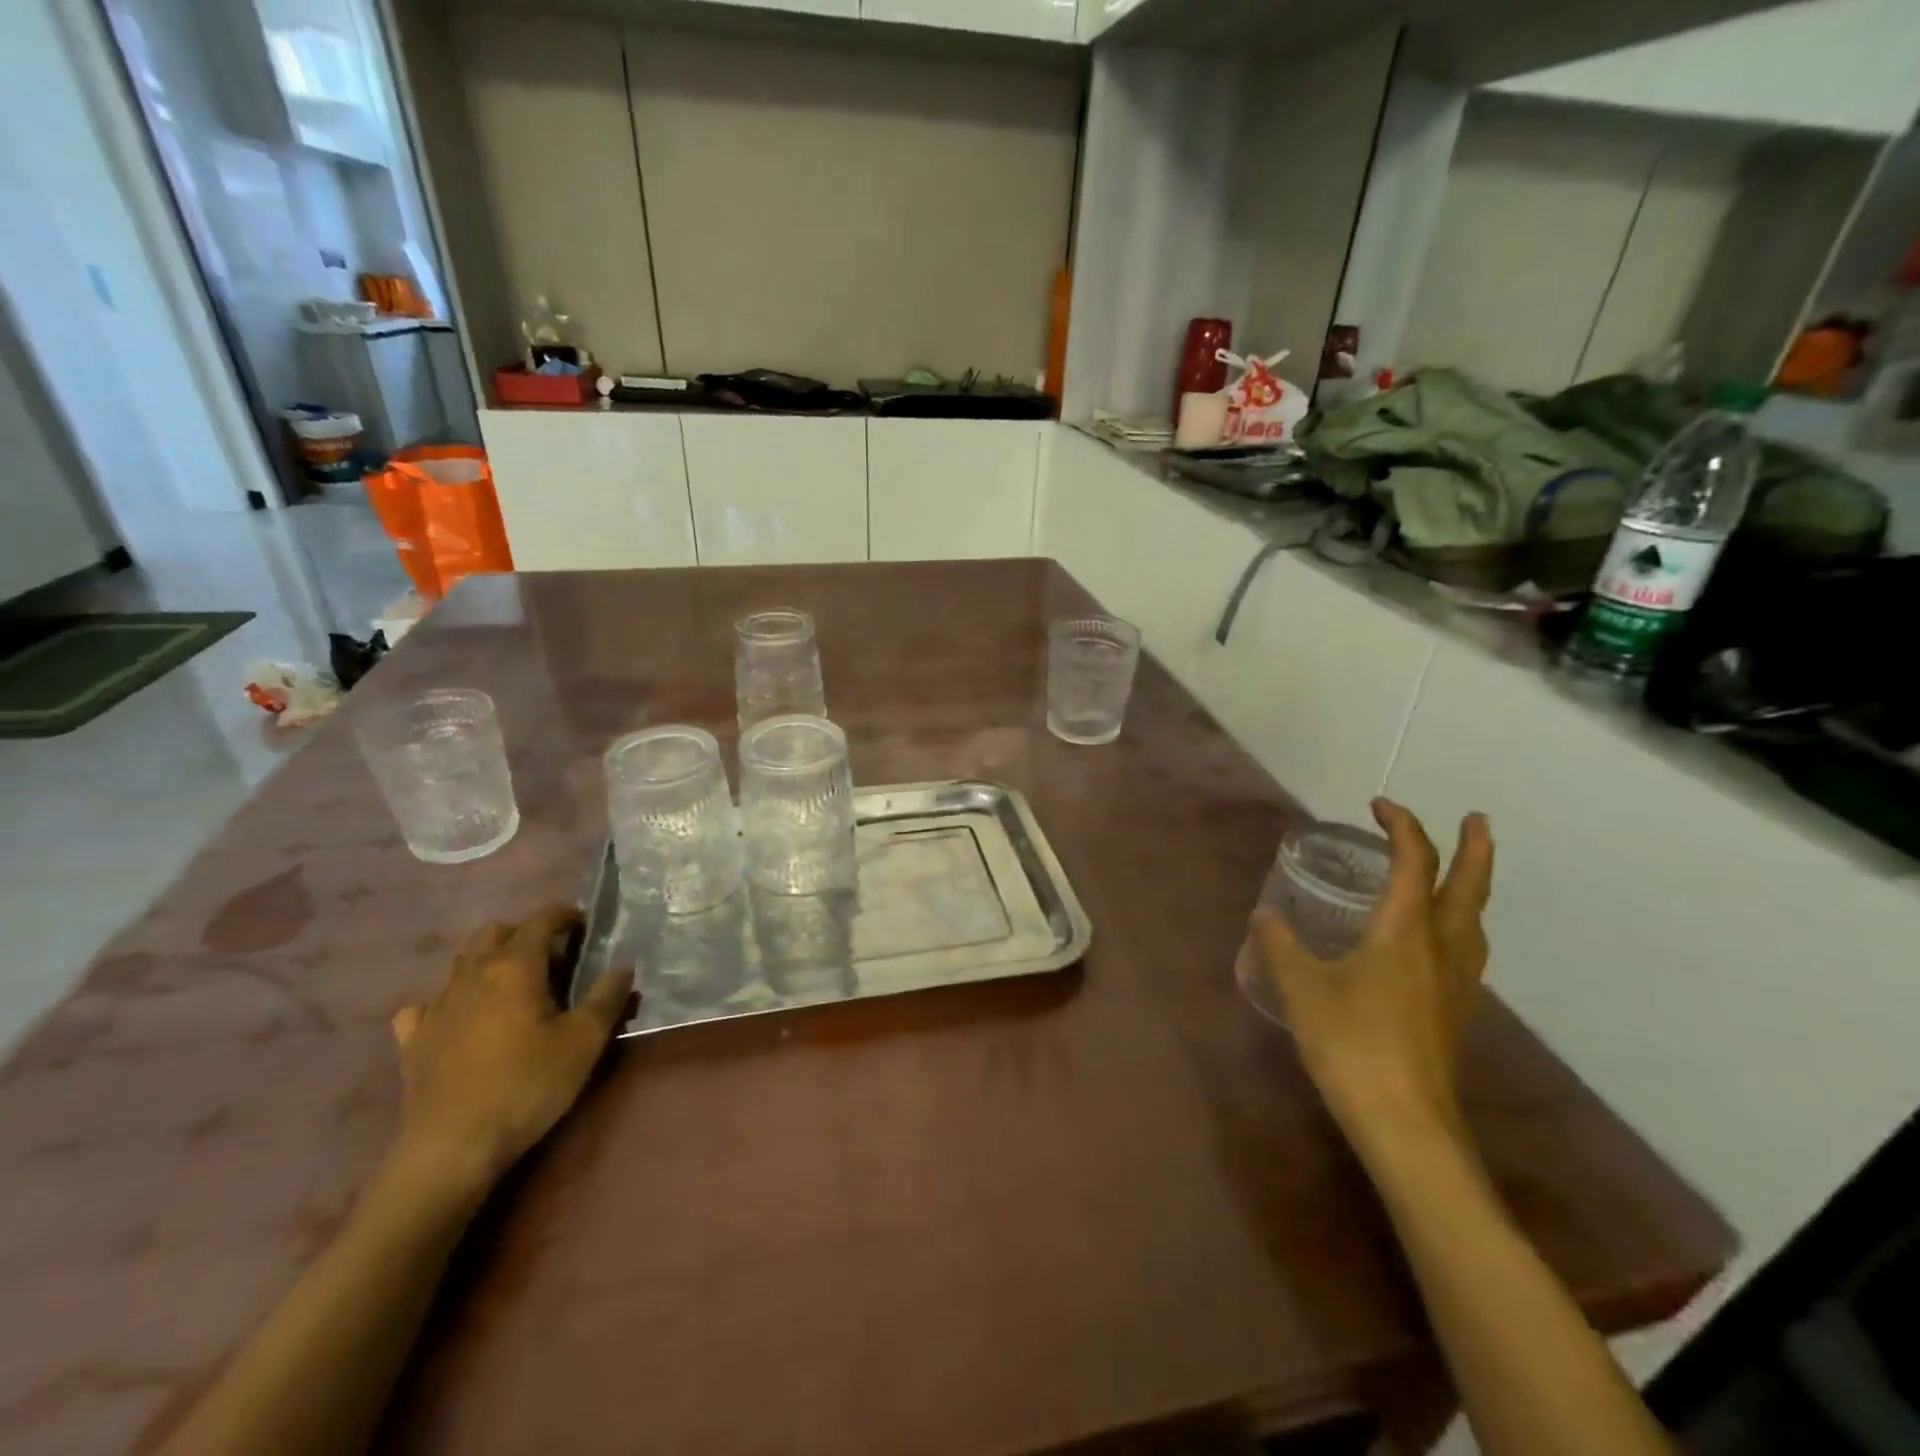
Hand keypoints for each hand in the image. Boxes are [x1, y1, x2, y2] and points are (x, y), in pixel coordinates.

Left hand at [389, 906, 633, 1193]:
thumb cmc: (528, 1085)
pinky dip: (447, 999)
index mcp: (514, 967)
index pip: (539, 921)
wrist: (453, 1147)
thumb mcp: (585, 1041)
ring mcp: (436, 1007)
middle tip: (550, 954)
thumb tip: (624, 966)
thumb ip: (608, 997)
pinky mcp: (413, 1041)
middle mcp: (471, 975)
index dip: (563, 915)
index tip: (583, 921)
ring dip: (487, 960)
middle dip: (522, 933)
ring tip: (512, 983)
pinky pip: (426, 1004)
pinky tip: (459, 1017)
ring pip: (460, 962)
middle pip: (493, 933)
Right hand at [1251, 799, 1493, 1156]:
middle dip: (1474, 848)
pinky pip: (1467, 950)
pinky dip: (1459, 924)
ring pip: (1475, 920)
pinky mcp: (1455, 1012)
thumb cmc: (1351, 1043)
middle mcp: (1441, 947)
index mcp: (1406, 929)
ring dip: (1473, 887)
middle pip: (1470, 886)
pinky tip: (1436, 943)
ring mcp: (1456, 983)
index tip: (1378, 805)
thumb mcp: (1301, 988)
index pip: (1415, 861)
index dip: (1401, 826)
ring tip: (1459, 875)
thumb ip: (1279, 945)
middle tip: (1475, 818)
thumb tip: (1263, 915)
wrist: (1405, 1123)